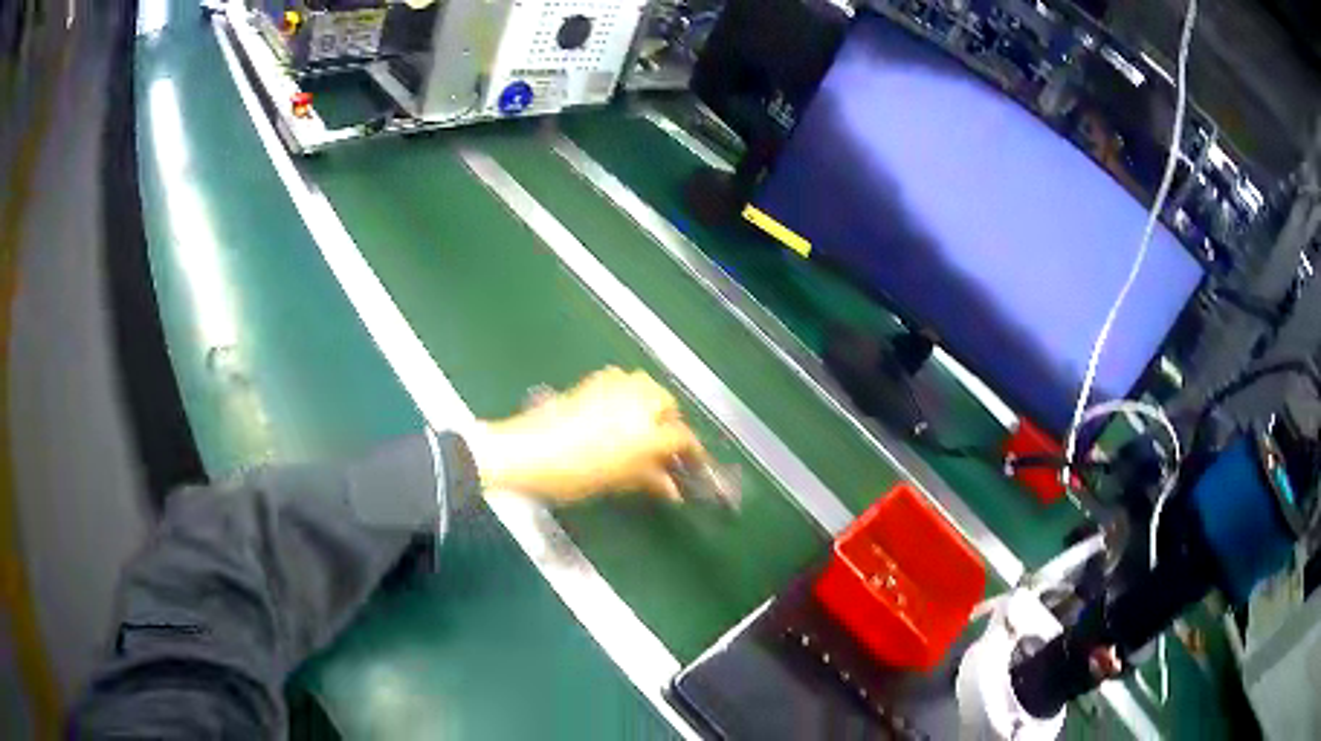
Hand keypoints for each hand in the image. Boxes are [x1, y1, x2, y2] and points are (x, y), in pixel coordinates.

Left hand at [474, 368, 706, 503]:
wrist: (528, 452)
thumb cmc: (574, 475)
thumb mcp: (616, 482)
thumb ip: (648, 479)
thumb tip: (670, 487)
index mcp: (648, 433)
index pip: (683, 437)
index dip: (691, 451)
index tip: (691, 462)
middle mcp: (637, 403)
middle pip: (668, 404)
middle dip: (671, 421)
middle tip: (663, 444)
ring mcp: (614, 387)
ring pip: (647, 385)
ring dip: (651, 402)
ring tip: (644, 422)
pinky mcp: (593, 381)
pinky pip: (622, 378)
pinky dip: (628, 390)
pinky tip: (618, 406)